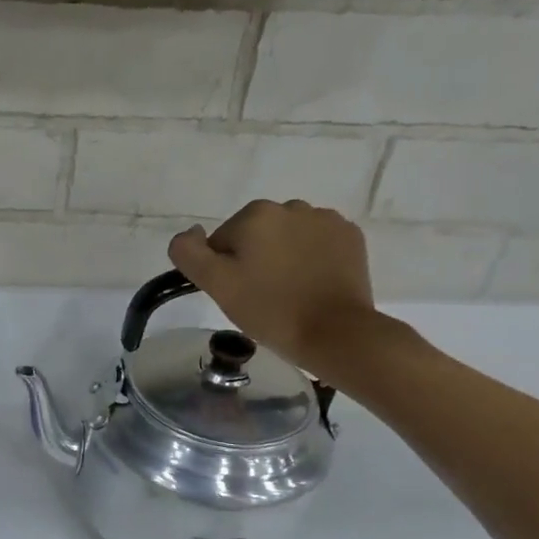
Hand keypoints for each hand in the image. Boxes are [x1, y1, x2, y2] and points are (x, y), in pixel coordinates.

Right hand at [169, 199, 382, 376]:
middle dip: (254, 259)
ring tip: (288, 291)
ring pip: (287, 237)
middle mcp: (291, 206)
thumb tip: (190, 233)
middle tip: (260, 295)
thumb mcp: (216, 284)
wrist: (334, 332)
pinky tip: (311, 284)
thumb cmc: (269, 309)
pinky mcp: (350, 236)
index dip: (223, 269)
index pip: (221, 241)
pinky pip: (316, 242)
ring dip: (282, 256)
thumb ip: (189, 253)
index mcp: (255, 214)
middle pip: (255, 235)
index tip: (237, 293)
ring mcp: (326, 220)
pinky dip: (310, 258)